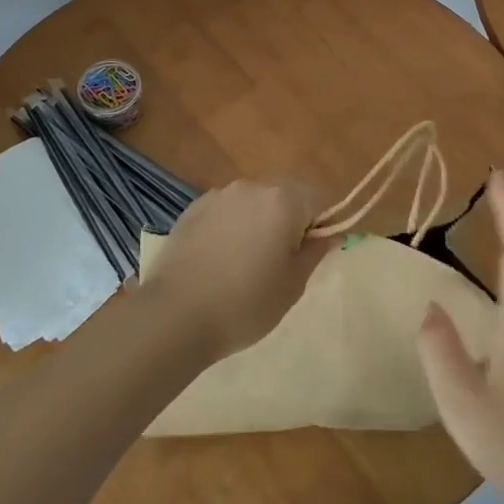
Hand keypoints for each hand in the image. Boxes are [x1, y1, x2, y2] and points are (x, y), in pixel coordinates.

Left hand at [137, 180, 330, 361]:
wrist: (174, 316)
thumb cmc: (244, 304)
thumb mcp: (292, 285)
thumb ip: (314, 253)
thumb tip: (328, 234)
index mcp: (283, 202)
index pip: (318, 200)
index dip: (320, 226)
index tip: (307, 256)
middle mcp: (252, 188)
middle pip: (285, 195)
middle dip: (289, 220)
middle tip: (279, 261)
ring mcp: (219, 196)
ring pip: (253, 202)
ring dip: (258, 221)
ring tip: (244, 262)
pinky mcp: (192, 208)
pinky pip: (226, 211)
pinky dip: (231, 226)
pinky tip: (218, 259)